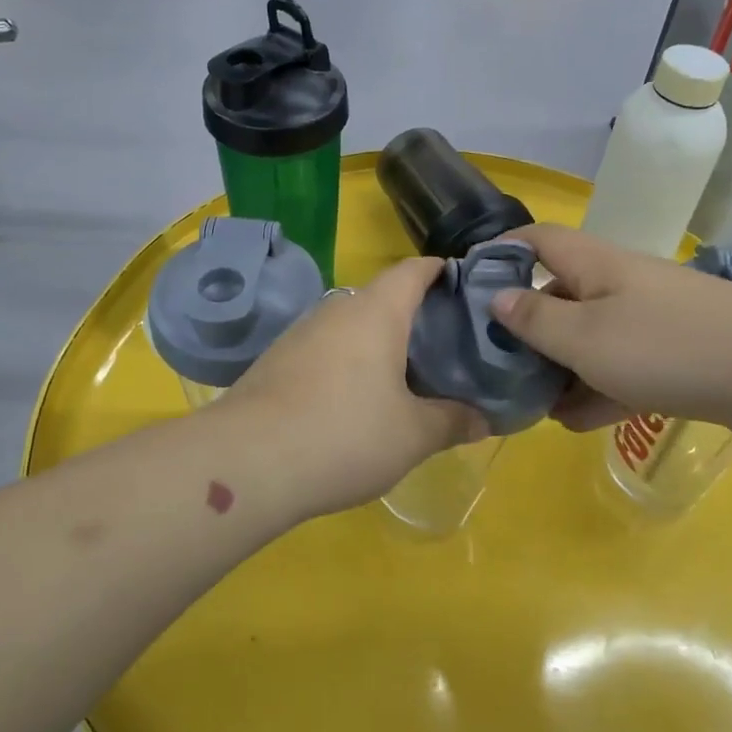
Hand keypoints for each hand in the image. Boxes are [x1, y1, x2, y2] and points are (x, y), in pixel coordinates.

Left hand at [216, 258, 488, 521]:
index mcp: (376, 311)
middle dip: (414, 316)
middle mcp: (336, 309)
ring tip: (406, 377)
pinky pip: (325, 350)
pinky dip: (348, 363)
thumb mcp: (412, 435)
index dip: (442, 271)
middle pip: (383, 298)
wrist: (246, 461)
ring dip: (378, 343)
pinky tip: (355, 401)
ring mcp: (300, 333)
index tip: (465, 287)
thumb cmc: (345, 434)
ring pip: (351, 326)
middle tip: (445, 347)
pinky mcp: (276, 360)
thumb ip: (453, 421)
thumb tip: (484, 419)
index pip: (414, 269)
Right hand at [489, 223, 731, 436]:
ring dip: (560, 368)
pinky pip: (622, 365)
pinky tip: (577, 422)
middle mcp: (618, 283)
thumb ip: (535, 319)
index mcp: (593, 265)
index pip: (536, 240)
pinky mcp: (674, 352)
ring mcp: (649, 318)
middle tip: (498, 365)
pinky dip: (598, 388)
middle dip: (527, 329)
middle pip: (559, 294)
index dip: (500, 253)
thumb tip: (495, 297)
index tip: (469, 285)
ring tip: (533, 405)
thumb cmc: (664, 347)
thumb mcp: (584, 338)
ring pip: (589, 337)